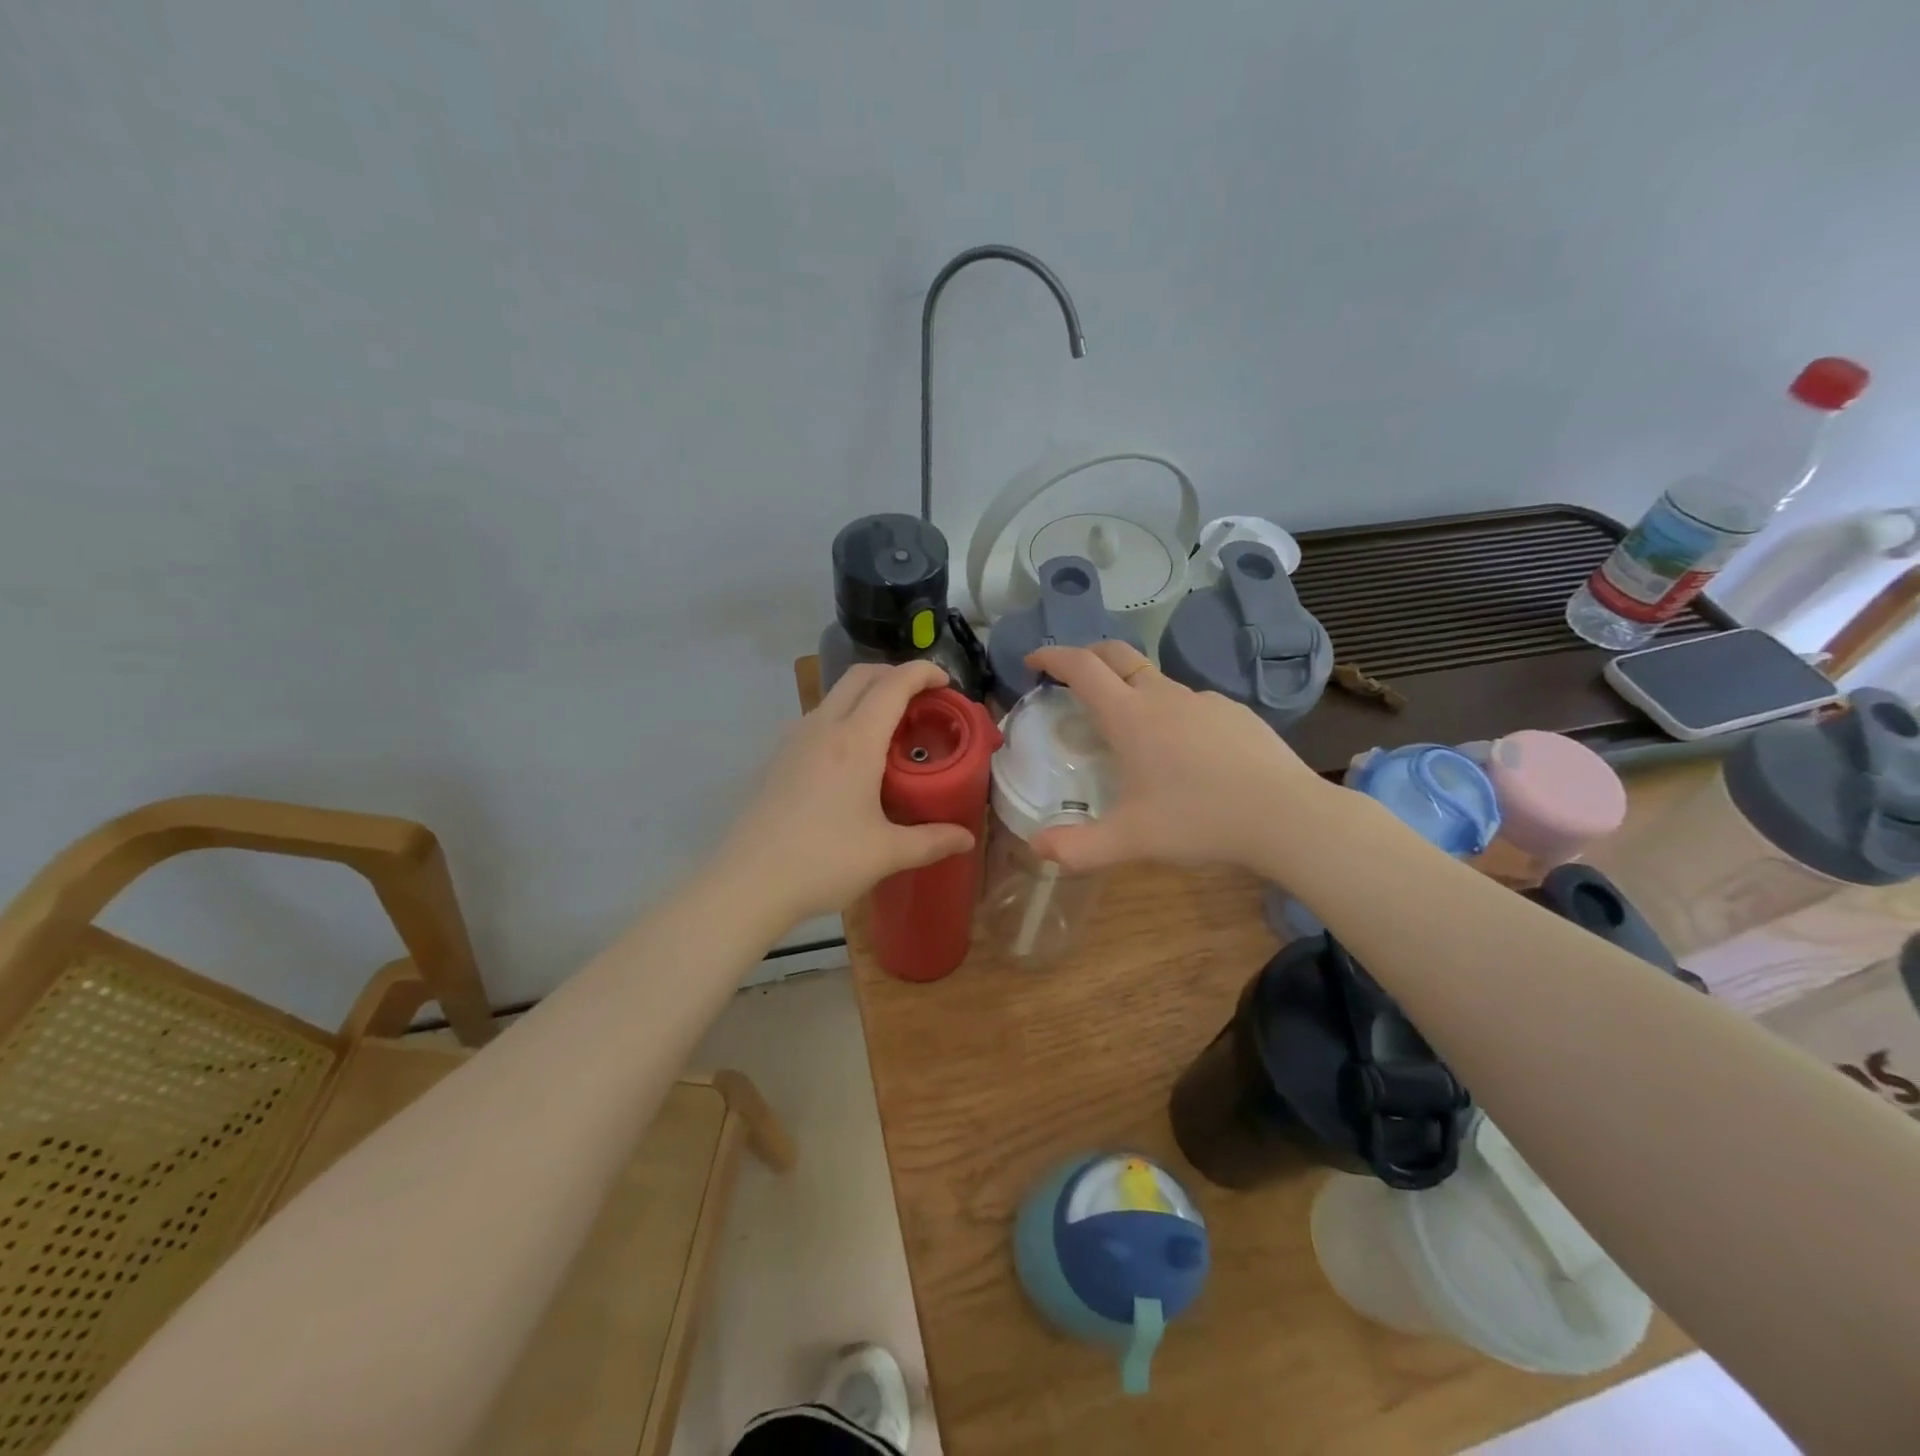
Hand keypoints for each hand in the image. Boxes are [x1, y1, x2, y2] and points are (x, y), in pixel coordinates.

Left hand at [721, 661, 976, 924]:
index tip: (946, 682)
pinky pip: (818, 719)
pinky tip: (853, 759)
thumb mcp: (886, 853)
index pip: (893, 684)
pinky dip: (845, 718)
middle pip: (860, 676)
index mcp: (854, 741)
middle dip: (894, 674)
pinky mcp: (778, 758)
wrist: (748, 883)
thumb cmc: (823, 862)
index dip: (923, 673)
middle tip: (922, 699)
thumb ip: (931, 841)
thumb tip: (966, 839)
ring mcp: (794, 740)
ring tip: (891, 729)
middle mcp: (822, 727)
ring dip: (867, 695)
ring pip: (835, 696)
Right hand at [1024, 641, 1327, 873]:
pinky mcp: (1236, 713)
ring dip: (1130, 690)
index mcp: (1130, 716)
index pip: (1081, 667)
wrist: (1287, 816)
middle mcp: (1164, 696)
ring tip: (1129, 732)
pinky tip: (1184, 754)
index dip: (1052, 656)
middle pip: (1116, 655)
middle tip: (1069, 676)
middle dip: (1086, 655)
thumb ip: (1079, 847)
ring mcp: (1204, 700)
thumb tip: (1037, 848)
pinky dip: (1170, 713)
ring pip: (1156, 681)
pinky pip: (1191, 704)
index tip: (1033, 660)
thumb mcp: (1132, 840)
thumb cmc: (1200, 820)